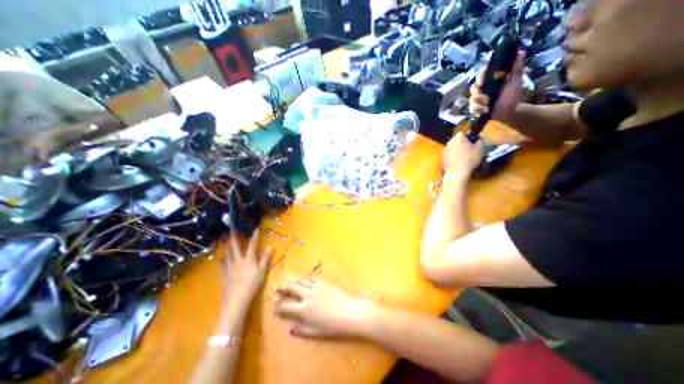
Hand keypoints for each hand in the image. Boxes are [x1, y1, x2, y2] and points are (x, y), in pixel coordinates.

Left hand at [220, 230, 270, 307]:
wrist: (236, 300)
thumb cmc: (252, 285)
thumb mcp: (262, 272)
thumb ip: (265, 259)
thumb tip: (270, 247)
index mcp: (248, 259)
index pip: (252, 245)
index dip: (254, 237)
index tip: (255, 229)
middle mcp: (238, 261)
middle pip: (235, 247)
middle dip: (234, 238)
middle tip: (231, 229)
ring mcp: (230, 268)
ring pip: (227, 255)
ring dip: (227, 247)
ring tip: (226, 242)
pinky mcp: (224, 275)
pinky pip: (223, 265)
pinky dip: (222, 260)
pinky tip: (221, 259)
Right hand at [275, 277, 372, 338]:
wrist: (349, 312)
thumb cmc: (333, 326)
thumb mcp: (315, 333)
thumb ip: (301, 330)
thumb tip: (291, 328)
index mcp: (304, 310)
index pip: (286, 307)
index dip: (278, 308)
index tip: (274, 308)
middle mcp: (307, 296)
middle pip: (292, 288)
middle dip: (282, 287)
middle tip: (276, 287)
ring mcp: (316, 287)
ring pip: (301, 280)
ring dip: (292, 279)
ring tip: (286, 278)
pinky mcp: (324, 283)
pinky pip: (312, 278)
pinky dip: (305, 277)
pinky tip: (303, 278)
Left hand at [444, 133, 485, 178]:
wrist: (456, 172)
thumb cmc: (469, 159)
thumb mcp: (480, 149)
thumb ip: (481, 142)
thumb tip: (480, 141)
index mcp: (457, 137)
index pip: (463, 133)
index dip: (469, 137)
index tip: (474, 143)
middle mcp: (449, 142)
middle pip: (457, 141)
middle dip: (463, 144)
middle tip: (471, 150)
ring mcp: (444, 151)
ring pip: (453, 149)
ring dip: (458, 151)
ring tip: (465, 158)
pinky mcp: (442, 159)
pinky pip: (450, 156)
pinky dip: (454, 158)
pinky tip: (460, 163)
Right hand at [468, 51, 524, 123]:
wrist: (509, 112)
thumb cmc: (512, 96)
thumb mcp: (516, 82)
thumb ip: (516, 69)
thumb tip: (520, 52)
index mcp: (491, 80)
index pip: (483, 72)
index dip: (482, 72)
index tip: (485, 74)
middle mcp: (482, 88)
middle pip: (474, 86)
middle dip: (478, 92)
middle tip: (485, 95)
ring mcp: (478, 99)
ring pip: (472, 98)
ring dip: (478, 102)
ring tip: (487, 106)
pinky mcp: (475, 108)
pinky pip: (471, 107)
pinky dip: (477, 109)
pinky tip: (484, 111)